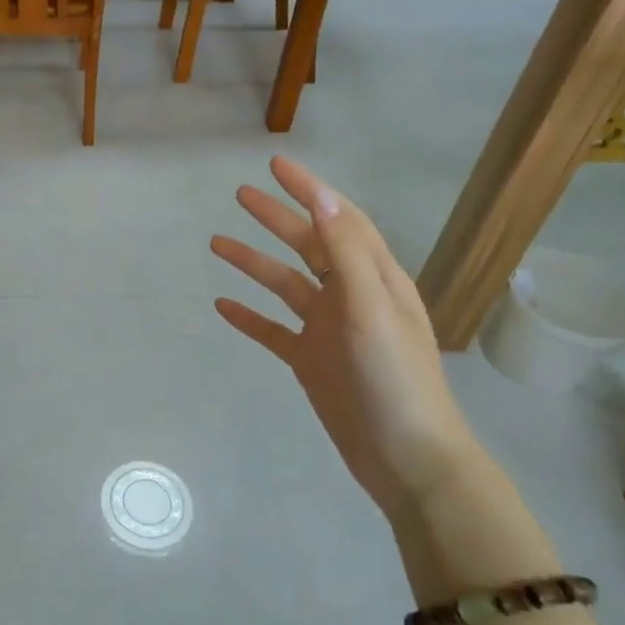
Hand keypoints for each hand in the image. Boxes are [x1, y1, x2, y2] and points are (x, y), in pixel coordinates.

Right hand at [211, 156, 480, 523]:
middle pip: (308, 246)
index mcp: (375, 279)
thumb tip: (323, 201)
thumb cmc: (395, 379)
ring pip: (285, 285)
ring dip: (254, 262)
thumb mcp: (372, 310)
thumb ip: (347, 255)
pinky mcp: (311, 362)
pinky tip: (222, 305)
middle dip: (276, 218)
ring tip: (216, 243)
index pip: (339, 220)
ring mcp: (329, 330)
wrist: (407, 459)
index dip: (309, 190)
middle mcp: (351, 297)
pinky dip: (250, 316)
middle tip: (240, 194)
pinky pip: (274, 330)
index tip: (276, 165)